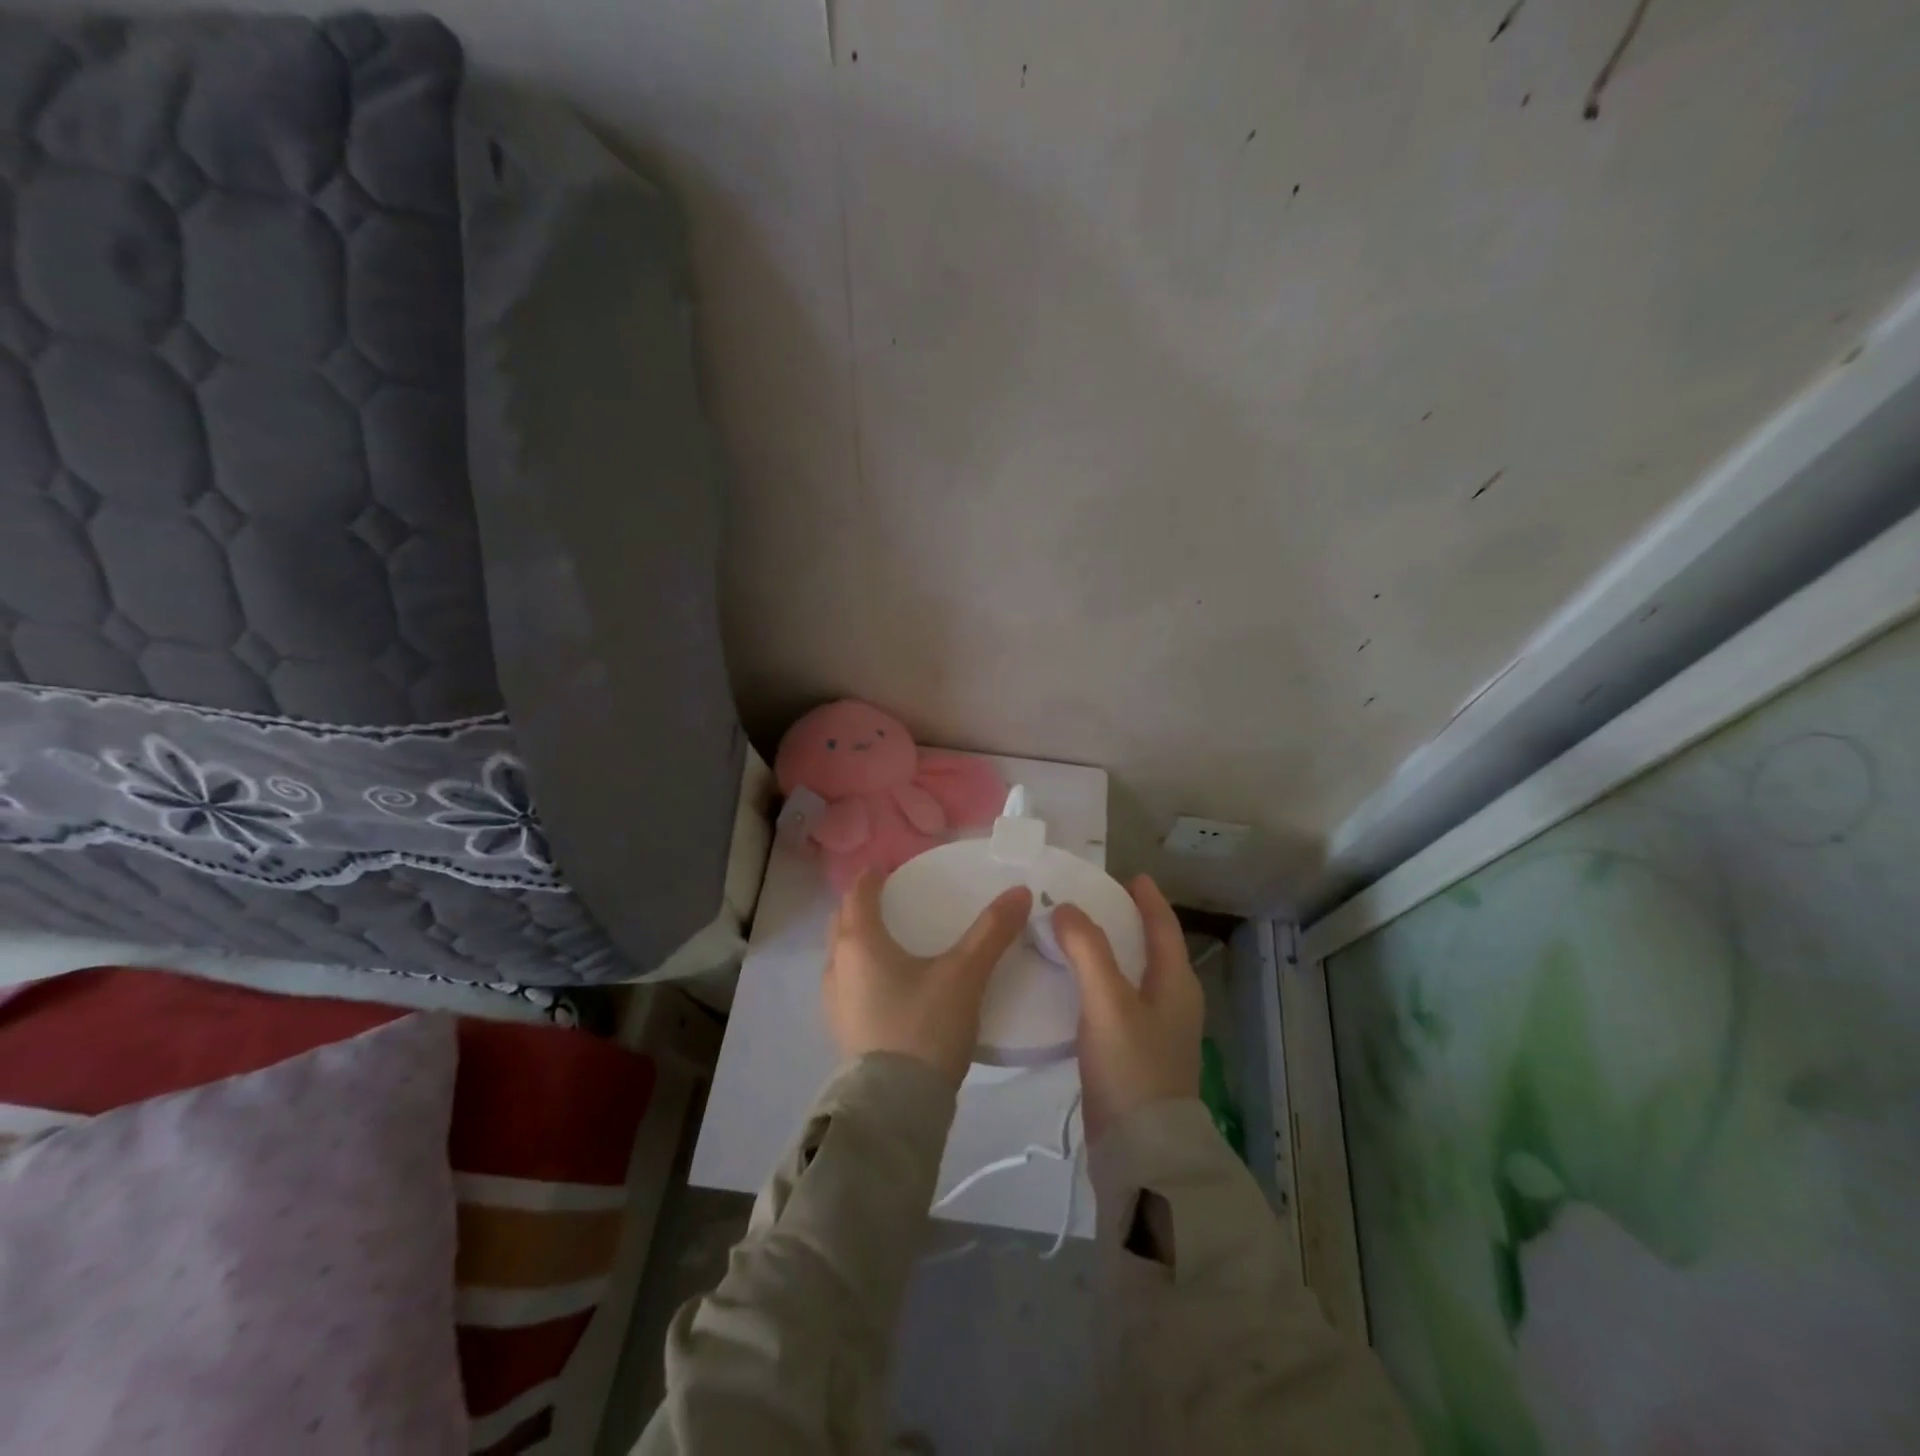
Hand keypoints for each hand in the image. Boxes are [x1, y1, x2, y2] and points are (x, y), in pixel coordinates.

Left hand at [823, 870, 1032, 1085]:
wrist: (895, 1109)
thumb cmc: (924, 1027)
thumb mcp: (964, 975)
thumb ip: (992, 932)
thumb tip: (1020, 891)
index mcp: (859, 942)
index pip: (857, 894)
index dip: (872, 876)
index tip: (887, 867)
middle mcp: (837, 966)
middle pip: (843, 922)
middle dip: (861, 906)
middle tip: (891, 900)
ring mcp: (834, 1002)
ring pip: (841, 955)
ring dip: (859, 940)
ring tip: (891, 941)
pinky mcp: (842, 1031)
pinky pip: (847, 984)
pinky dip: (862, 970)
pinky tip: (889, 985)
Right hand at [1054, 875, 1202, 1143]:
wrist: (1141, 1152)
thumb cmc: (1131, 1067)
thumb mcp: (1107, 1001)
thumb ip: (1087, 949)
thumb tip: (1066, 908)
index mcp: (1176, 984)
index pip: (1164, 928)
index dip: (1148, 900)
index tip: (1131, 876)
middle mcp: (1172, 1003)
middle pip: (1152, 950)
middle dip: (1126, 923)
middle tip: (1091, 903)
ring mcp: (1156, 1032)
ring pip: (1132, 977)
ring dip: (1108, 953)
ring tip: (1075, 938)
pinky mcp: (1135, 1056)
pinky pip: (1117, 1003)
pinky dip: (1098, 983)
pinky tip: (1072, 988)